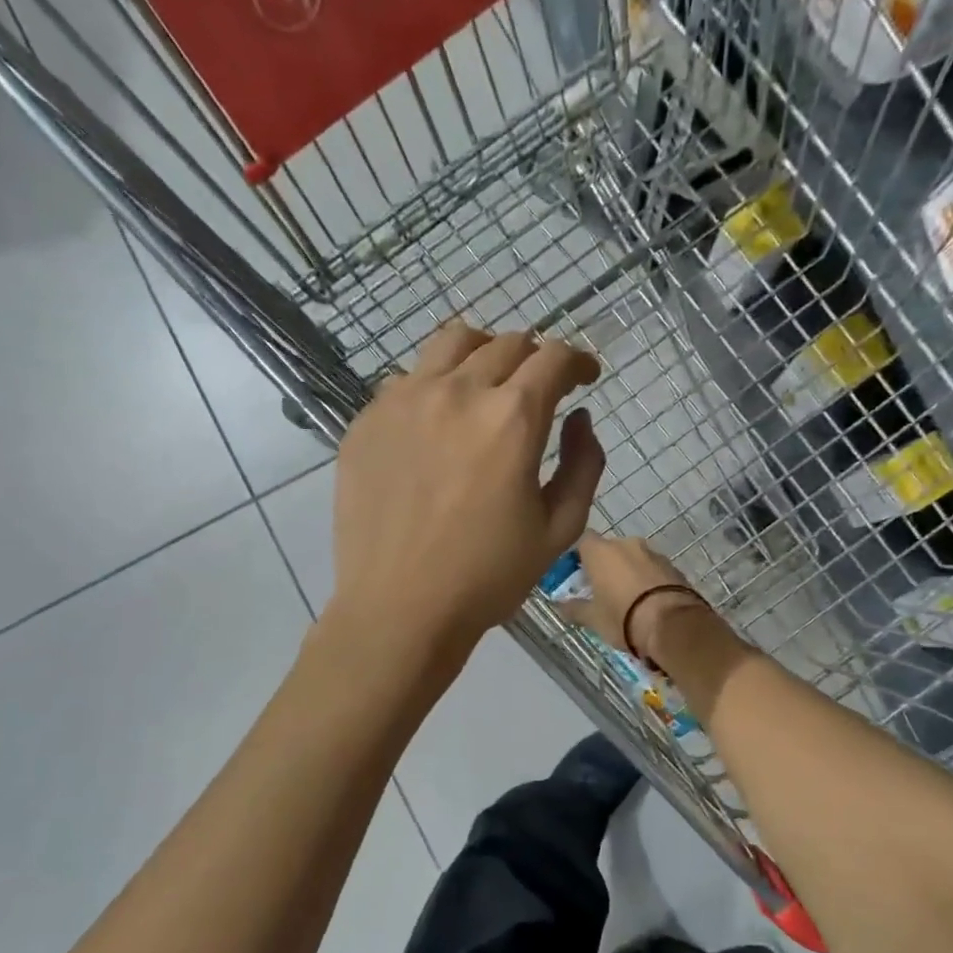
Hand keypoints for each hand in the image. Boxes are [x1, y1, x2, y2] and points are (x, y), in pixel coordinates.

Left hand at [329, 320, 604, 658]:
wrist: (399, 608)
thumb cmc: (487, 577)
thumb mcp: (559, 529)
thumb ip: (583, 464)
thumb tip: (579, 419)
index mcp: (511, 419)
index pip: (554, 358)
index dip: (579, 362)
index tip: (586, 378)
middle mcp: (457, 392)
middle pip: (507, 344)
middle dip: (536, 359)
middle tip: (540, 388)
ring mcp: (404, 401)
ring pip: (452, 343)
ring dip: (484, 354)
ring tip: (488, 384)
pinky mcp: (367, 421)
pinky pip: (408, 379)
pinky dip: (436, 384)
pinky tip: (438, 422)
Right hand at [561, 533, 711, 661]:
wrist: (673, 624)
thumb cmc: (623, 617)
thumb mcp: (593, 618)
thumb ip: (574, 608)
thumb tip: (560, 605)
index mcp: (601, 551)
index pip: (583, 542)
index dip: (579, 557)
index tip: (579, 576)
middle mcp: (627, 544)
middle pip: (610, 549)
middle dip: (606, 566)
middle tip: (603, 591)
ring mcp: (653, 553)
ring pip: (634, 559)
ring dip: (630, 573)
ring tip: (629, 599)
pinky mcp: (674, 567)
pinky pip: (654, 570)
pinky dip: (649, 580)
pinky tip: (649, 602)